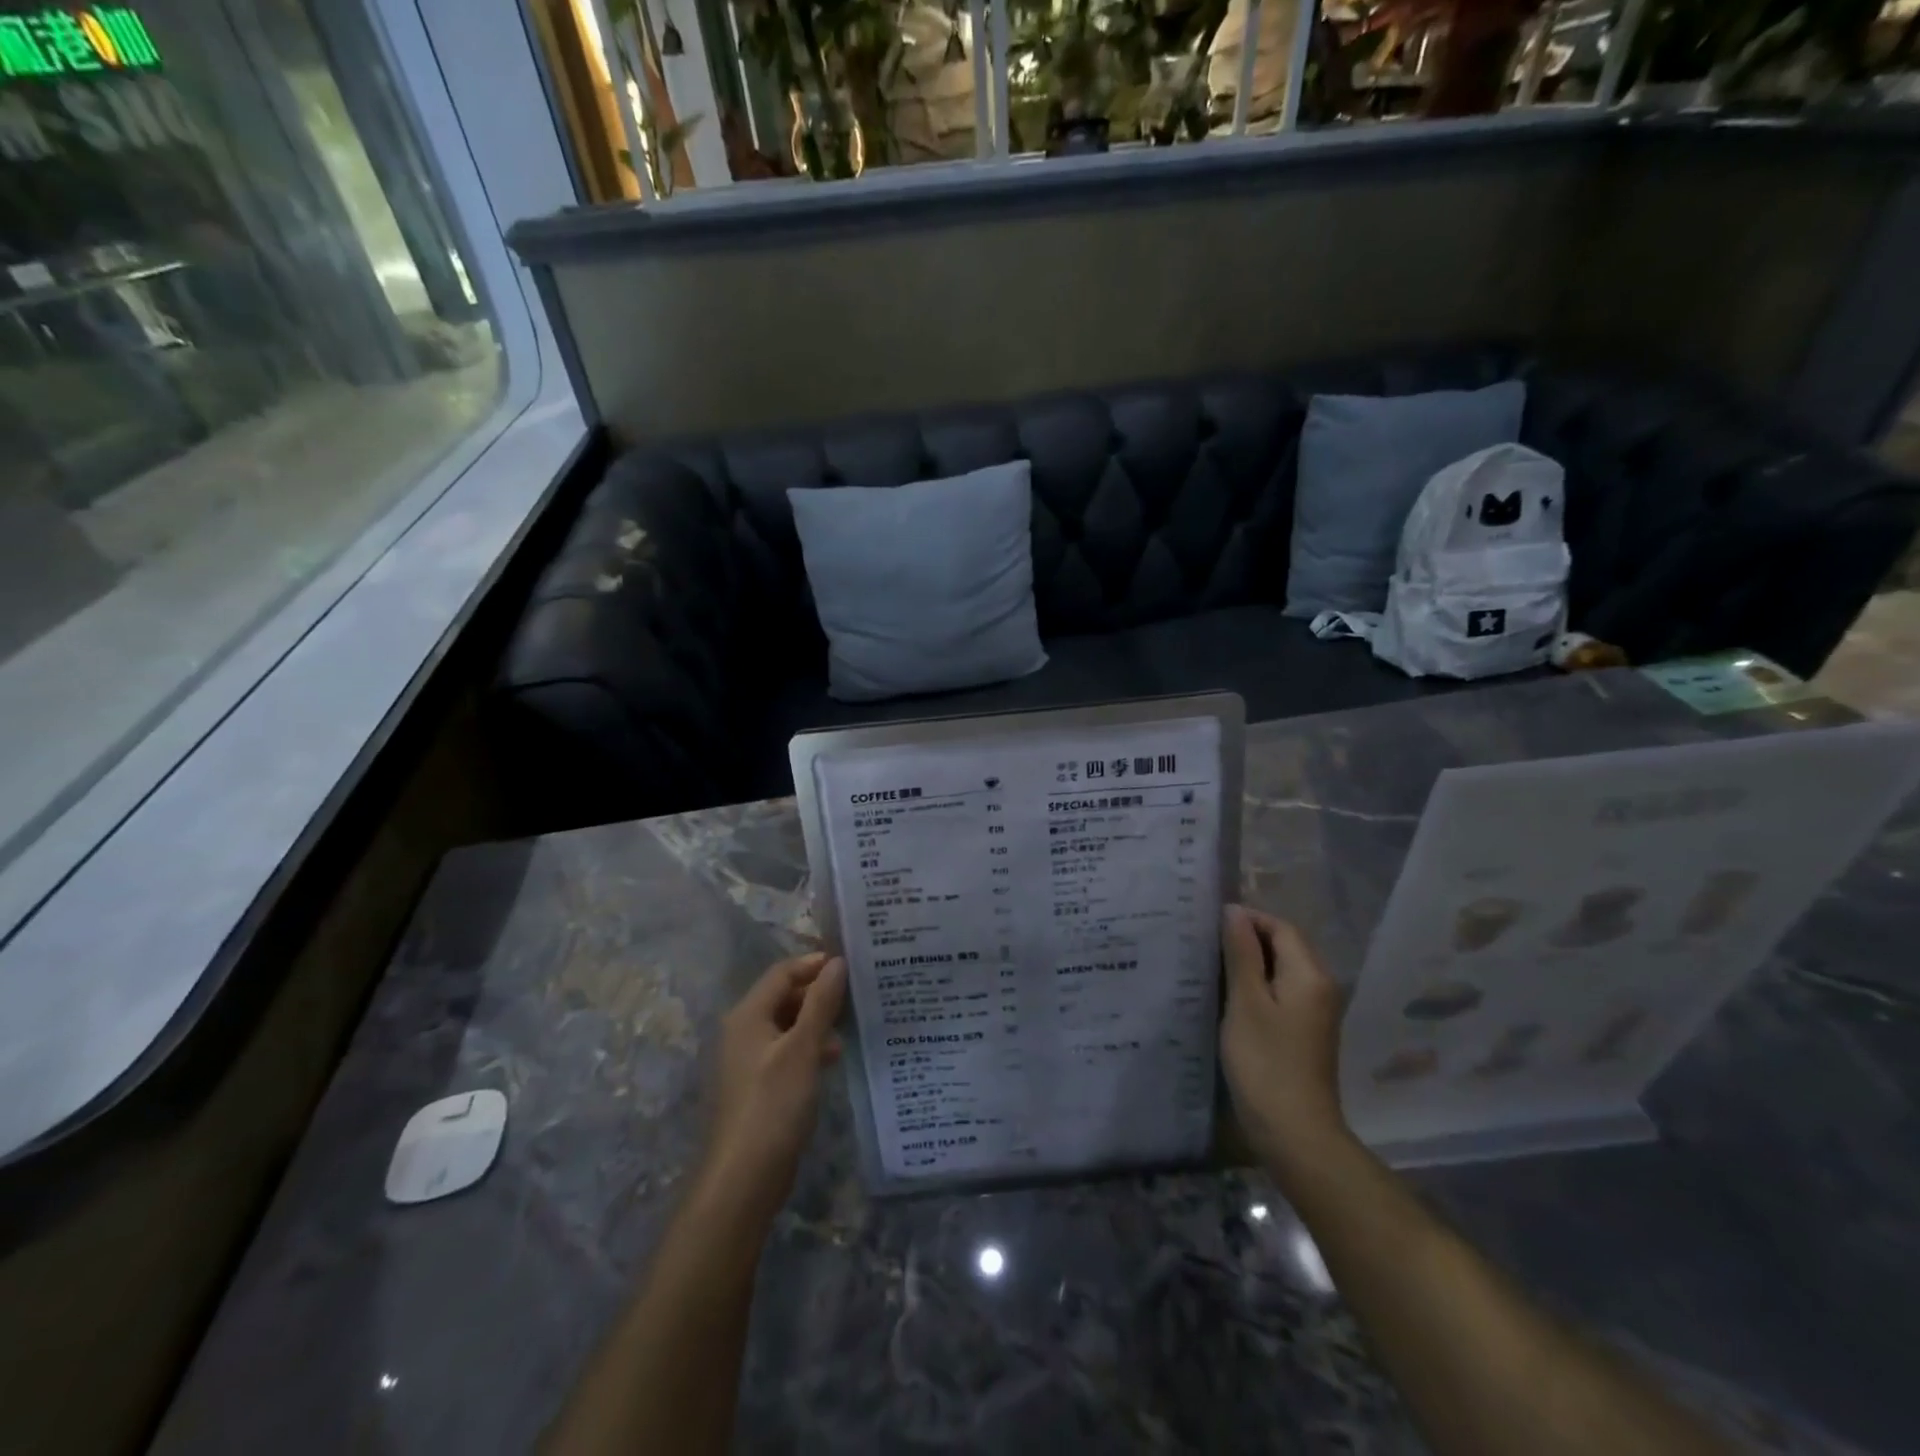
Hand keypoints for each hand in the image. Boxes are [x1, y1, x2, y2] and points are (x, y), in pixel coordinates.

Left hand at [701, 952, 846, 1222]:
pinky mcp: (758, 1085)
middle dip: (818, 992)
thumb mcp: (803, 1050)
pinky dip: (809, 1046)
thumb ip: (821, 1004)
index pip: (782, 973)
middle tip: (856, 991)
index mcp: (747, 1015)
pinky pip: (786, 1050)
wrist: (743, 1178)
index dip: (814, 964)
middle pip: (783, 996)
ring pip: (787, 1024)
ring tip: (851, 1023)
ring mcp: (748, 1060)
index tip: (850, 962)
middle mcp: (743, 1031)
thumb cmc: (773, 1105)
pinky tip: (834, 1056)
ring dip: (816, 1020)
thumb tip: (837, 963)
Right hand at [1220, 905, 1349, 1183]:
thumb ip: (1241, 953)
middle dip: (1247, 938)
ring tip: (1211, 964)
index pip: (1281, 926)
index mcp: (1309, 973)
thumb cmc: (1265, 1062)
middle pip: (1285, 945)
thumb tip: (1234, 912)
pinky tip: (1229, 996)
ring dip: (1249, 962)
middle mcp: (1320, 986)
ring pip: (1282, 969)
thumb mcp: (1245, 1001)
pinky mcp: (1305, 1031)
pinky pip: (1281, 991)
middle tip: (1205, 941)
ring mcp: (1315, 1011)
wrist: (1295, 1132)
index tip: (1208, 923)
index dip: (1247, 918)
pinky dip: (1257, 985)